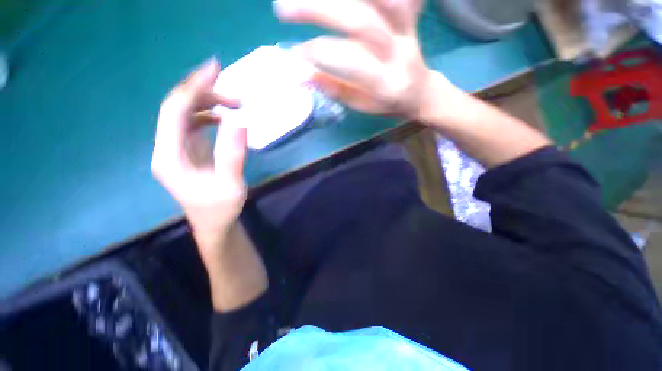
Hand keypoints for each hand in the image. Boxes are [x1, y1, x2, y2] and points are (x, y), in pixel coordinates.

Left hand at [152, 58, 245, 250]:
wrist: (214, 224)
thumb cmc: (221, 208)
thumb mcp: (231, 183)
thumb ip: (232, 153)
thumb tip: (239, 121)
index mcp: (170, 156)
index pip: (174, 111)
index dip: (193, 87)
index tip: (215, 69)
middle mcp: (166, 148)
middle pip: (177, 108)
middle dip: (204, 94)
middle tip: (236, 96)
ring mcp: (175, 149)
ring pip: (184, 114)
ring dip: (208, 104)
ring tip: (235, 106)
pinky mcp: (186, 151)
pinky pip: (191, 124)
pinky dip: (207, 115)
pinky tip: (223, 118)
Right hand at [274, 0, 448, 119]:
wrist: (419, 92)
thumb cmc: (387, 103)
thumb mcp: (363, 105)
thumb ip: (337, 90)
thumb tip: (305, 77)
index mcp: (386, 85)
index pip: (351, 63)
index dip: (321, 54)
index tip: (295, 53)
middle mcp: (399, 53)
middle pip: (361, 22)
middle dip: (319, 10)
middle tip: (282, 9)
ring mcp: (408, 30)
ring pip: (381, 1)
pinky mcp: (411, 16)